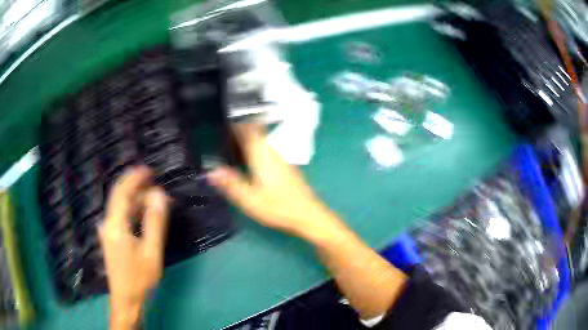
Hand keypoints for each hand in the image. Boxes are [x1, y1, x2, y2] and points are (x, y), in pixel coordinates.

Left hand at [99, 166, 169, 329]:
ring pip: (120, 207)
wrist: (126, 300)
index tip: (149, 170)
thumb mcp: (151, 253)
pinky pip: (120, 217)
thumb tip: (159, 194)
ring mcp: (107, 231)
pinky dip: (132, 211)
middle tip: (153, 180)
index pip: (122, 192)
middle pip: (118, 196)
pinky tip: (143, 214)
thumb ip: (155, 222)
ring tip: (154, 198)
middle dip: (134, 185)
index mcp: (115, 225)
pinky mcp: (110, 238)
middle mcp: (108, 224)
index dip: (135, 178)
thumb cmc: (140, 279)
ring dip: (135, 199)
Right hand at [208, 124, 341, 242]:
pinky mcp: (285, 166)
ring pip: (261, 140)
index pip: (247, 129)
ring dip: (246, 138)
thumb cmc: (278, 207)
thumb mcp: (250, 199)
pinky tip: (247, 159)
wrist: (308, 214)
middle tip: (221, 132)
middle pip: (254, 131)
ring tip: (229, 143)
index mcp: (261, 155)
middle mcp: (271, 151)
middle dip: (238, 129)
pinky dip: (254, 148)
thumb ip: (230, 184)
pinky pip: (266, 149)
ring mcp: (280, 158)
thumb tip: (211, 171)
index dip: (235, 122)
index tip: (221, 118)